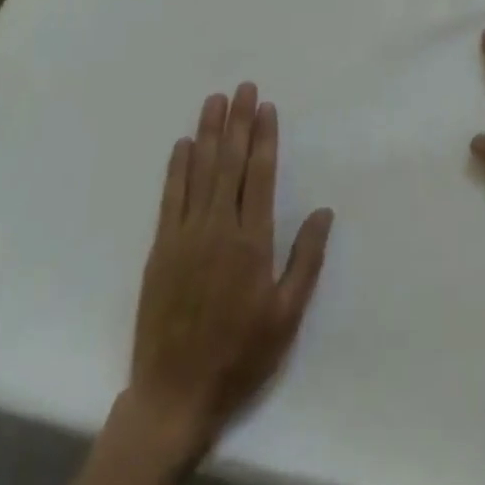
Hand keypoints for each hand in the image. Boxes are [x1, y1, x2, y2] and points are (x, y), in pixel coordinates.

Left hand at [123, 83, 333, 465]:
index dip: (264, 137)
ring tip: (214, 101)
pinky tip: (183, 144)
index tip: (266, 107)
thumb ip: (306, 260)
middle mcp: (218, 229)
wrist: (174, 396)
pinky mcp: (161, 250)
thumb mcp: (286, 316)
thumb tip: (324, 211)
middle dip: (237, 122)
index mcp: (252, 242)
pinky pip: (170, 198)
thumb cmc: (239, 355)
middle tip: (242, 88)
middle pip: (229, 163)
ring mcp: (186, 236)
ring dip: (208, 133)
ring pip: (199, 172)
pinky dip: (177, 168)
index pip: (259, 175)